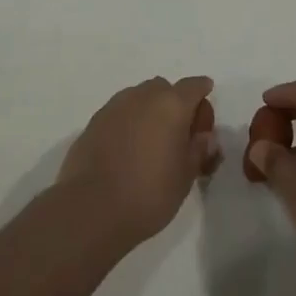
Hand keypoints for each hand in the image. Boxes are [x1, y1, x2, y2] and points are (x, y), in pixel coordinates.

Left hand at [57, 76, 222, 250]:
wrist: (91, 208)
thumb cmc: (149, 193)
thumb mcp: (186, 177)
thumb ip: (199, 150)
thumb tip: (204, 137)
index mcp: (172, 104)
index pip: (194, 86)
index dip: (203, 96)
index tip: (204, 117)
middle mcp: (143, 96)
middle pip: (165, 89)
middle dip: (174, 105)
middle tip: (178, 135)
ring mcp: (115, 106)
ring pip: (140, 98)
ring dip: (150, 111)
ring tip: (151, 143)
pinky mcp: (95, 121)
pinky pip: (120, 113)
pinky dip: (129, 123)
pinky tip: (127, 150)